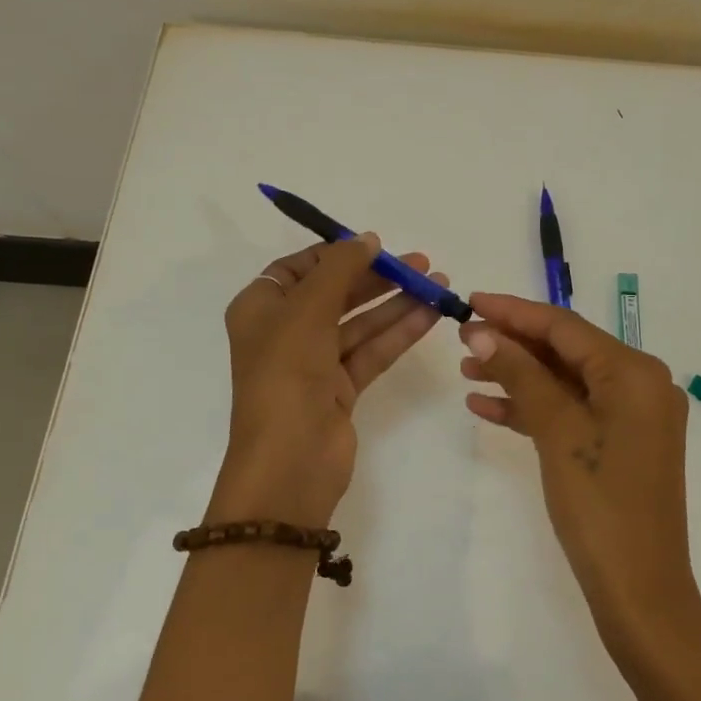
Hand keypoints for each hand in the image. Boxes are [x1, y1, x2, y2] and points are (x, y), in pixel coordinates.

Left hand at [208, 235, 447, 529]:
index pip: (299, 269)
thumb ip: (339, 269)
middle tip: (422, 264)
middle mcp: (285, 332)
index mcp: (261, 309)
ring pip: (360, 323)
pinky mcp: (341, 389)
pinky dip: (399, 333)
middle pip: (336, 294)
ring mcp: (314, 363)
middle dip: (378, 278)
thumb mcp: (307, 310)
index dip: (337, 254)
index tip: (376, 246)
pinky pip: (372, 351)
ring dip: (397, 304)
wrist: (290, 461)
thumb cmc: (287, 375)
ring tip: (439, 286)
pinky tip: (431, 316)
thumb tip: (367, 239)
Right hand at [458, 292, 697, 649]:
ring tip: (466, 371)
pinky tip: (488, 407)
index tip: (470, 300)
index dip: (514, 312)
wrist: (640, 591)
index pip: (566, 327)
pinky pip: (573, 412)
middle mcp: (641, 385)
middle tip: (462, 340)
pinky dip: (534, 408)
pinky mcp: (621, 444)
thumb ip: (522, 374)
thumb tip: (483, 330)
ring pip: (566, 382)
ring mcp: (632, 417)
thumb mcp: (557, 432)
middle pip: (566, 351)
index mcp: (635, 373)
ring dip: (519, 376)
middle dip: (514, 345)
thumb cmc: (600, 505)